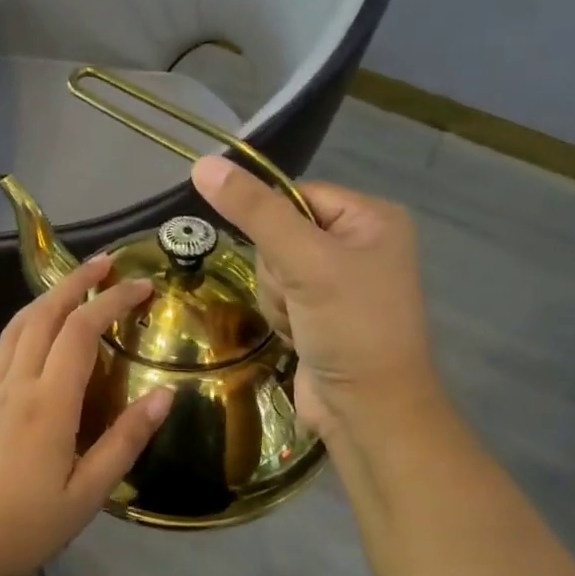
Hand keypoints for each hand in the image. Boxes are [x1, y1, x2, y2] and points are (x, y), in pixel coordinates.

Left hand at [0, 256, 172, 575]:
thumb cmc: (27, 526)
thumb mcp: (88, 493)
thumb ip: (125, 441)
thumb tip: (163, 396)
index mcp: (48, 403)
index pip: (80, 331)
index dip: (111, 301)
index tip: (142, 285)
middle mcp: (17, 384)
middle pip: (43, 314)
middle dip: (75, 282)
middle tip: (106, 262)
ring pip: (18, 325)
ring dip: (47, 297)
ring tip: (74, 283)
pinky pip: (6, 347)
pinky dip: (28, 322)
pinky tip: (40, 331)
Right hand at [191, 156, 437, 443]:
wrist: (368, 411)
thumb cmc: (350, 328)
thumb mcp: (304, 262)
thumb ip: (254, 212)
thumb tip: (202, 164)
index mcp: (372, 218)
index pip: (296, 194)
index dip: (273, 224)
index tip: (283, 259)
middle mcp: (358, 243)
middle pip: (279, 233)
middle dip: (278, 271)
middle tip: (300, 297)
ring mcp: (339, 281)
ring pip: (272, 268)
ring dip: (276, 298)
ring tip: (302, 322)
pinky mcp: (320, 312)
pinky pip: (278, 296)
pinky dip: (280, 316)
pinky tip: (299, 336)